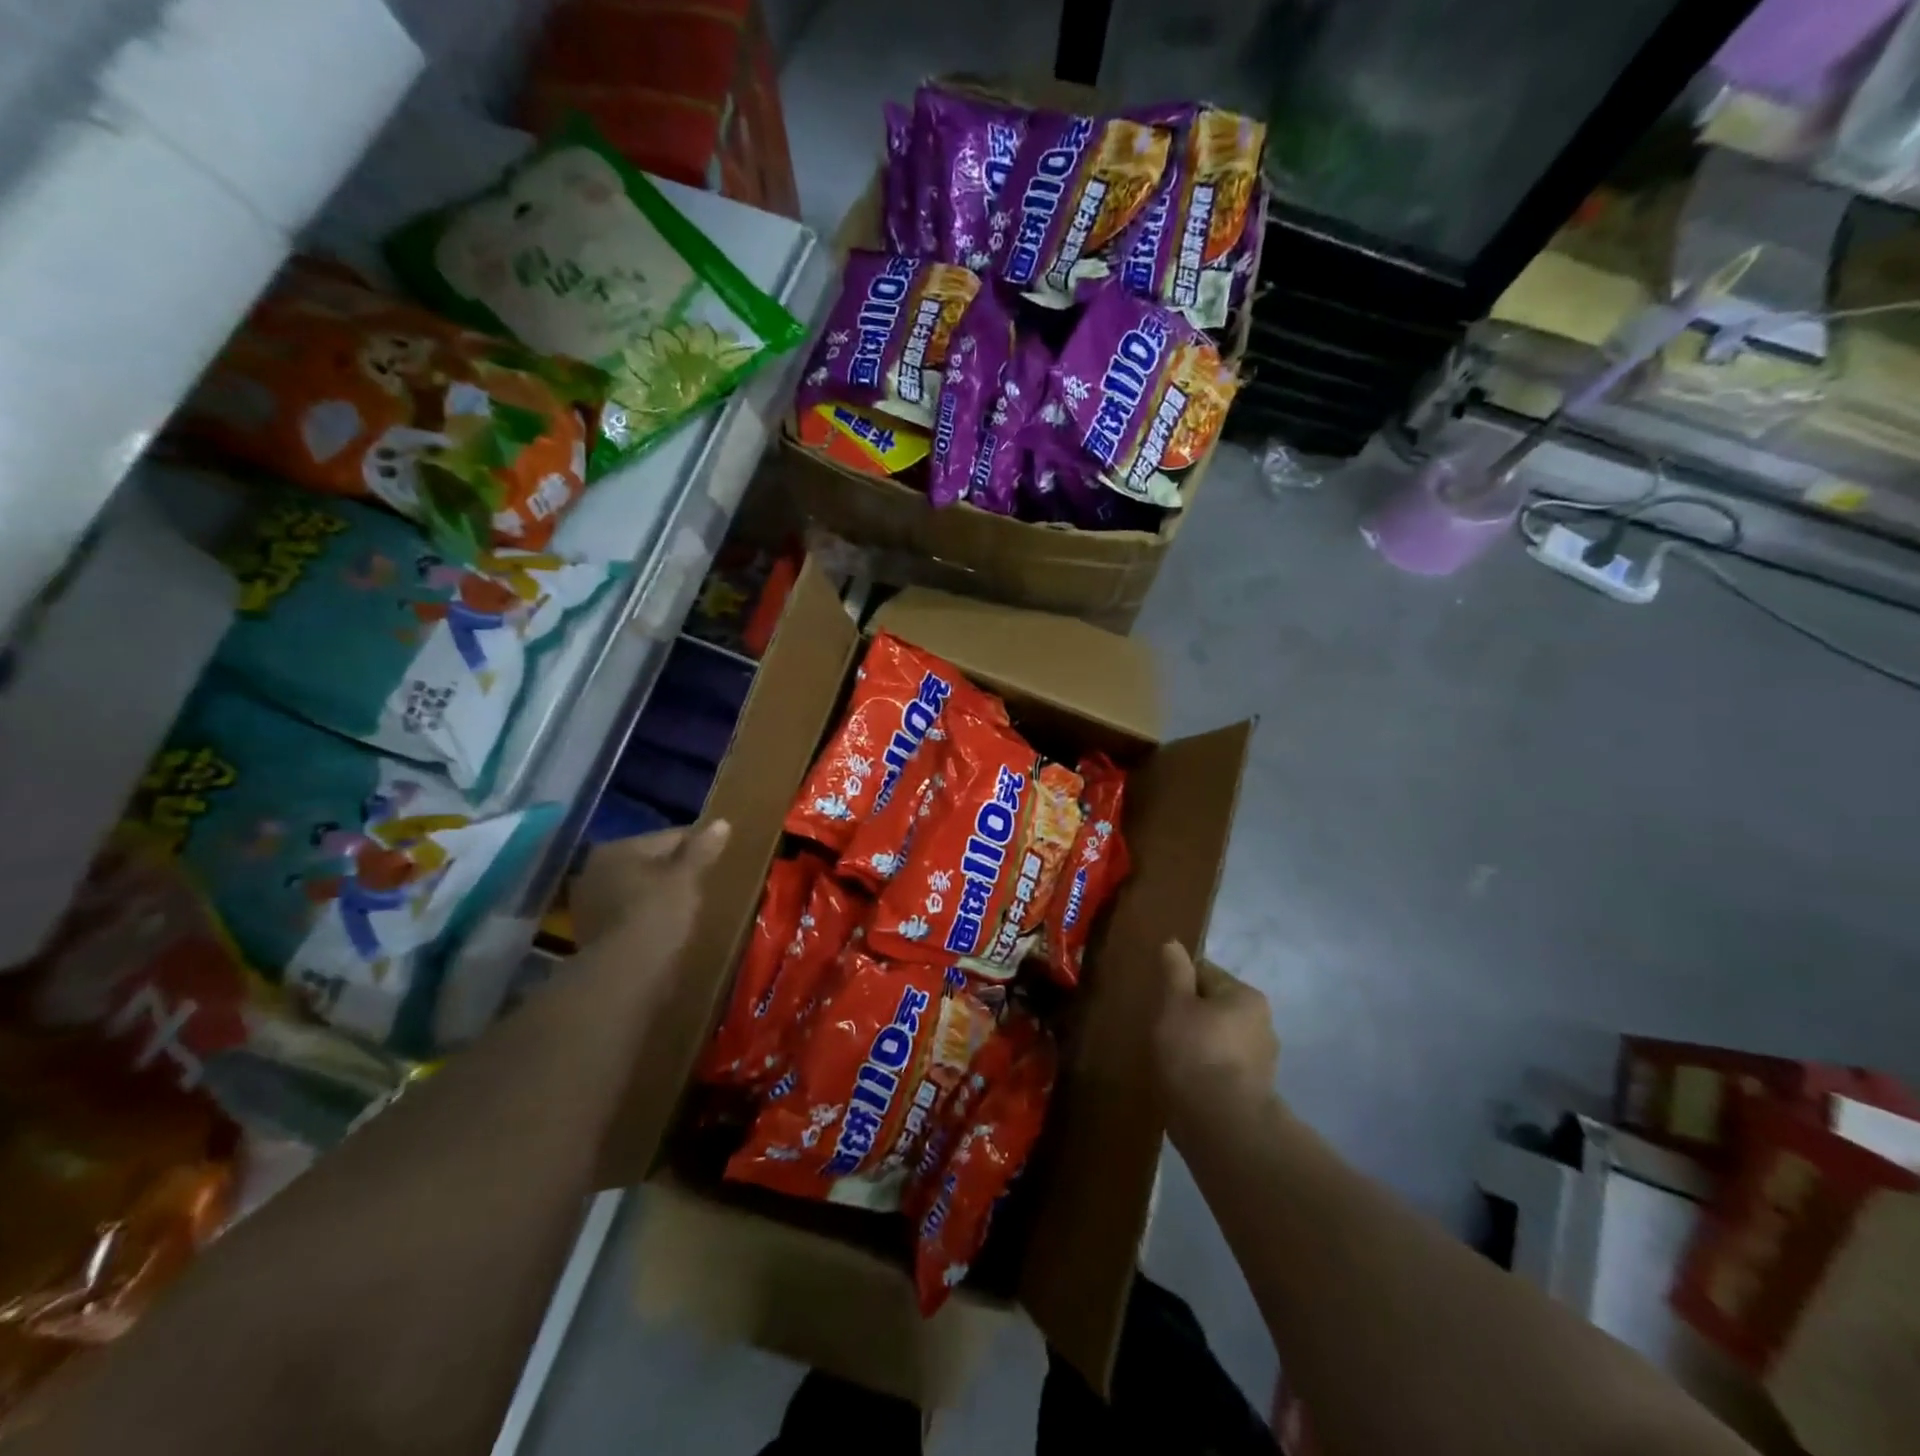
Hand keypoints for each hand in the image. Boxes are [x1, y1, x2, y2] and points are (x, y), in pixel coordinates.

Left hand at [569, 820, 730, 954]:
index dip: (696, 848)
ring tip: (687, 908)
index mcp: (617, 848)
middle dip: (673, 871)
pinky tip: (665, 928)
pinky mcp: (590, 933)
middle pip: (648, 863)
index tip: (717, 860)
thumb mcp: (686, 878)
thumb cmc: (657, 914)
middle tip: (702, 885)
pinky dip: (645, 916)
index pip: (668, 838)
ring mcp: (588, 903)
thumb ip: (702, 850)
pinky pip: (628, 914)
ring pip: (637, 889)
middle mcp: (594, 869)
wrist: (624, 974)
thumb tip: (721, 823)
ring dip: (657, 895)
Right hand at [1155, 941, 1278, 1139]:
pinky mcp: (1255, 1092)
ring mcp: (1262, 1061)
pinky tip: (1186, 1082)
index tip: (1158, 1001)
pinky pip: (1222, 1069)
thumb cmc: (1195, 1052)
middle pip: (1213, 1007)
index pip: (1204, 973)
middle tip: (1160, 1030)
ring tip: (1170, 1060)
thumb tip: (1174, 943)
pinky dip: (1205, 1071)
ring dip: (1197, 1045)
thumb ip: (1174, 971)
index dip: (1176, 983)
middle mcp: (1262, 1023)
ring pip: (1218, 1039)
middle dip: (1189, 1015)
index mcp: (1246, 996)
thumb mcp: (1175, 1003)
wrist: (1222, 1125)